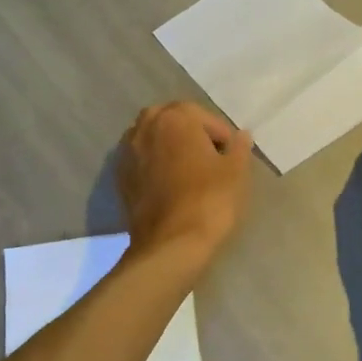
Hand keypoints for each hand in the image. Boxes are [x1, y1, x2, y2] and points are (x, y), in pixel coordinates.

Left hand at [117, 102, 253, 267]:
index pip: (203, 117)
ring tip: (188, 171)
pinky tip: (169, 185)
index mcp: (174, 117)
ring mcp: (127, 152)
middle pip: (173, 122)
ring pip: (153, 139)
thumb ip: (239, 147)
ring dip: (170, 148)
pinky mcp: (119, 177)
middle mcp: (145, 127)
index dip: (221, 135)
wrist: (171, 243)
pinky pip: (141, 161)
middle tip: (210, 159)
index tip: (230, 156)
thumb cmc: (209, 200)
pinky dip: (155, 165)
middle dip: (191, 135)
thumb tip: (242, 135)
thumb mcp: (235, 172)